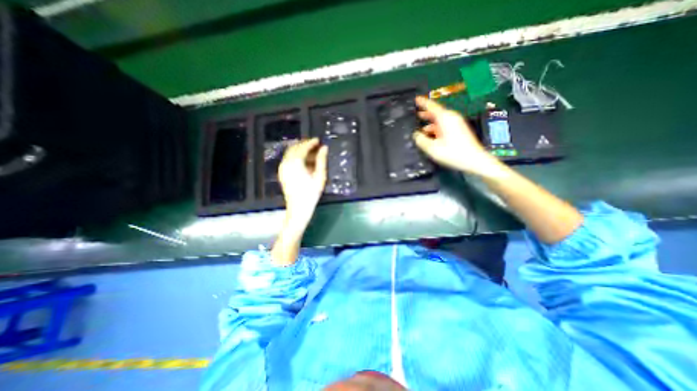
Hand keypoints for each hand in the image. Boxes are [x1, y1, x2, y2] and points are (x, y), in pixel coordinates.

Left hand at [280, 138, 328, 230]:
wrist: (298, 208)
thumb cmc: (311, 193)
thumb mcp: (319, 176)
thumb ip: (321, 160)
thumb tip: (324, 148)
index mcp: (295, 163)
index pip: (302, 147)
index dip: (310, 142)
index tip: (318, 140)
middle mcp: (286, 163)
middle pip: (294, 148)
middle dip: (304, 145)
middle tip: (315, 145)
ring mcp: (282, 168)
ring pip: (290, 153)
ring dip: (300, 151)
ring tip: (312, 154)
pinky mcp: (282, 173)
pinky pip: (288, 160)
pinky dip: (296, 157)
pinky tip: (304, 162)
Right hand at [410, 96, 497, 175]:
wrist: (474, 160)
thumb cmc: (453, 153)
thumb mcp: (433, 148)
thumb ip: (421, 140)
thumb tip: (416, 134)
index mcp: (445, 118)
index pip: (432, 106)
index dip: (422, 102)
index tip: (415, 99)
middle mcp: (451, 118)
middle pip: (436, 113)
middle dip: (425, 114)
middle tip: (415, 114)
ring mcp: (456, 124)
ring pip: (439, 120)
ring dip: (429, 124)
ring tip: (420, 128)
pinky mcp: (458, 130)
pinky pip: (444, 126)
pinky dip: (435, 129)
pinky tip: (430, 137)